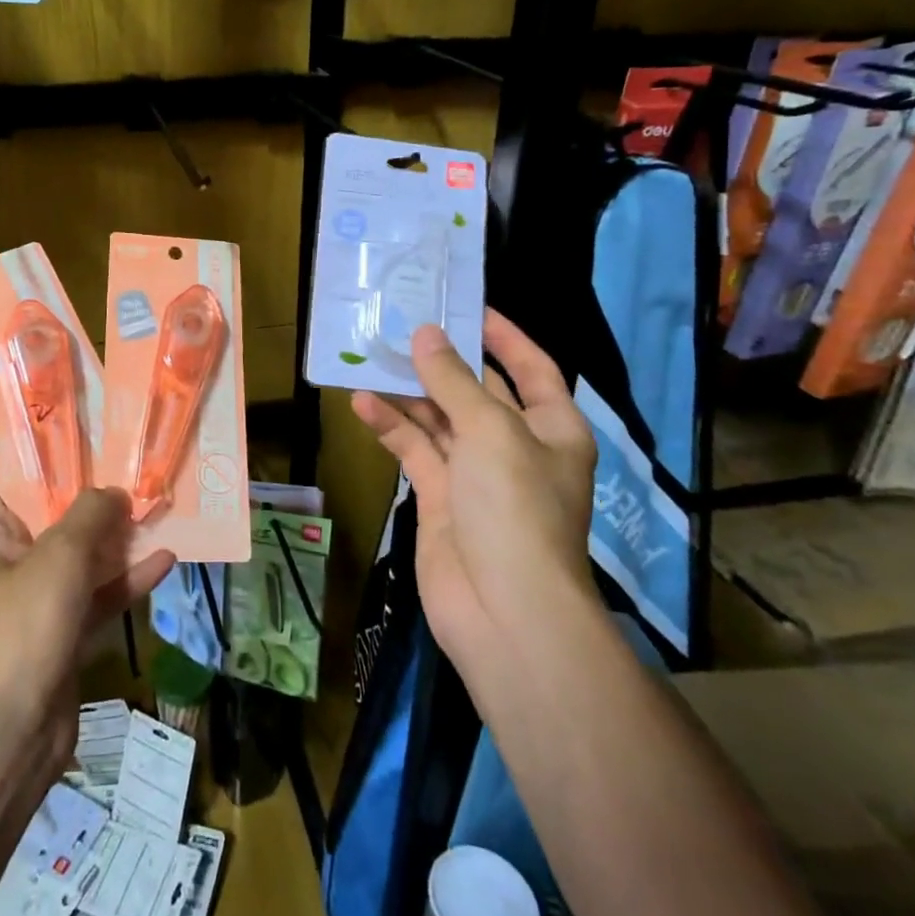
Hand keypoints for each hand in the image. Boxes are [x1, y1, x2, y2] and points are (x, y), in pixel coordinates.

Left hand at [0, 488, 174, 780]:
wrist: (15, 731)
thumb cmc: (26, 625)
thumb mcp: (60, 554)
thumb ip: (90, 514)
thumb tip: (114, 492)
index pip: (18, 487)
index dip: (54, 464)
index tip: (95, 443)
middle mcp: (13, 566)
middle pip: (58, 521)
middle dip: (99, 501)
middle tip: (139, 473)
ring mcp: (41, 602)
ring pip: (85, 559)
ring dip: (119, 540)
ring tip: (158, 511)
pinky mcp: (66, 633)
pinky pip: (100, 596)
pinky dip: (128, 580)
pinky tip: (166, 560)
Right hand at [351, 310, 597, 677]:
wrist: (504, 609)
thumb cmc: (515, 507)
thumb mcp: (490, 431)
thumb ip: (454, 381)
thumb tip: (425, 334)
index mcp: (551, 428)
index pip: (532, 369)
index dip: (504, 337)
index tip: (469, 307)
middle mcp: (516, 446)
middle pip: (477, 392)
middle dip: (443, 361)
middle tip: (401, 325)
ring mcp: (476, 474)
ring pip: (439, 420)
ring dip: (409, 393)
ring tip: (370, 357)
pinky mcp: (441, 498)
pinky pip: (415, 451)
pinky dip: (392, 428)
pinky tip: (362, 404)